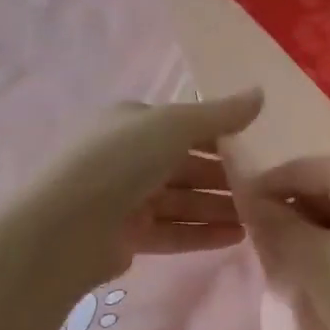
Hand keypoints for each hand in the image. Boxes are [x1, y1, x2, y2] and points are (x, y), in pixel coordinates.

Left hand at [27, 89, 264, 299]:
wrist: (64, 229)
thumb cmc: (120, 161)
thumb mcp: (175, 125)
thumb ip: (221, 113)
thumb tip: (261, 92)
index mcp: (133, 122)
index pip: (186, 125)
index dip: (222, 135)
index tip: (259, 148)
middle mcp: (128, 157)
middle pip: (187, 165)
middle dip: (225, 176)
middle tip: (265, 187)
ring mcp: (126, 198)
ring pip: (183, 200)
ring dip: (219, 206)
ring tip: (259, 216)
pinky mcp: (127, 236)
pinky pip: (173, 230)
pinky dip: (203, 232)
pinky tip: (237, 236)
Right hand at [241, 157, 329, 329]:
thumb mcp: (312, 262)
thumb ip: (277, 225)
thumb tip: (251, 202)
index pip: (304, 169)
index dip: (268, 188)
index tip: (239, 211)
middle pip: (329, 181)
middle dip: (295, 207)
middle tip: (266, 238)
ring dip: (319, 221)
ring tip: (295, 253)